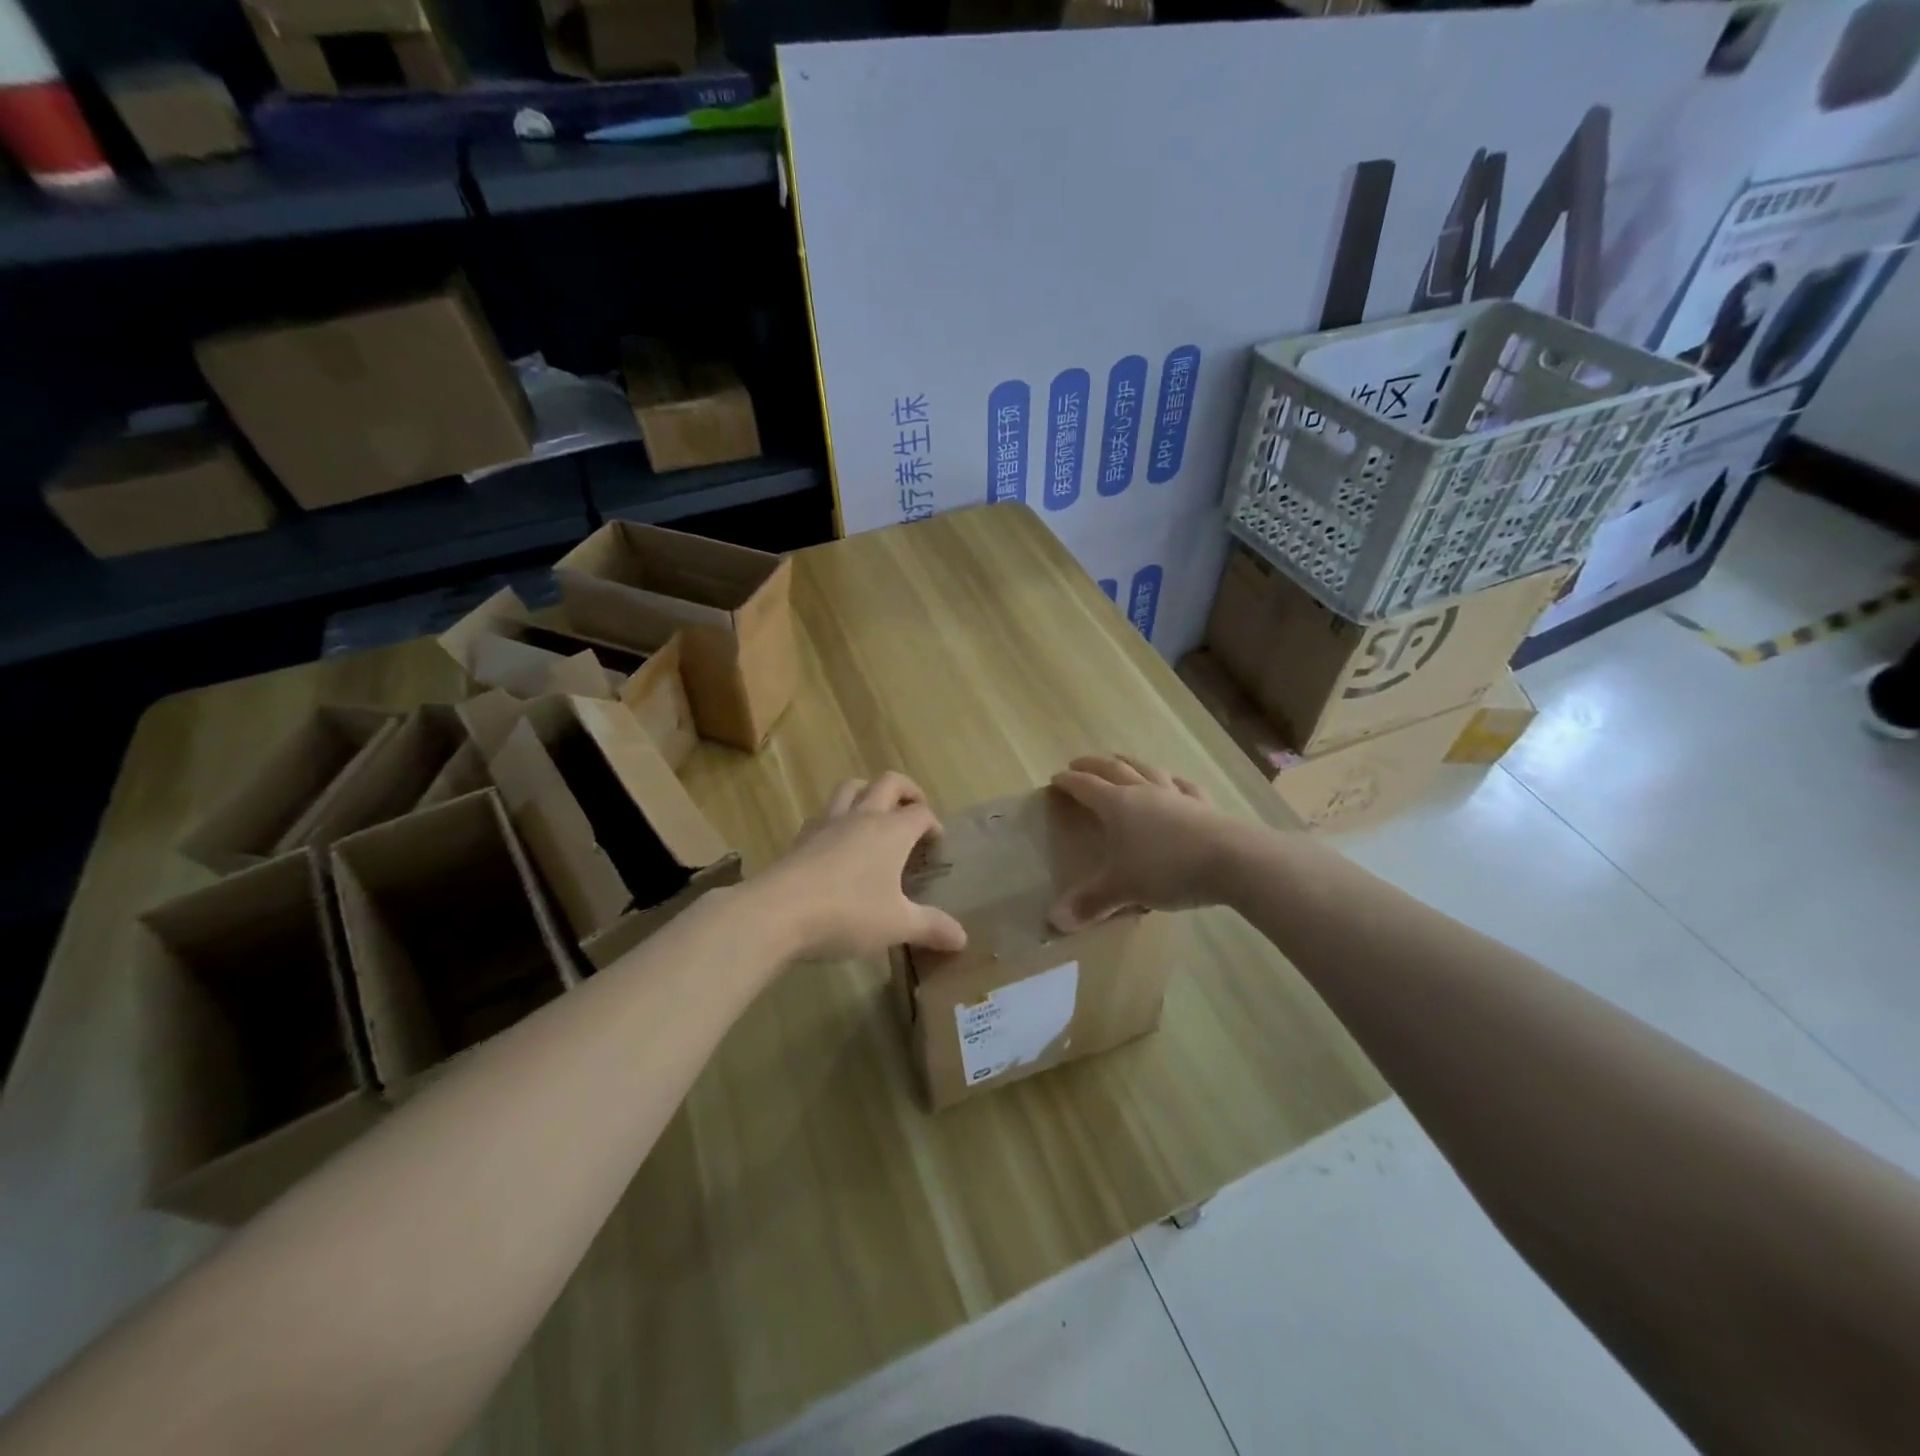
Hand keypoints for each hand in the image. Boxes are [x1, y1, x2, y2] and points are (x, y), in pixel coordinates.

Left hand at [760, 773, 968, 960]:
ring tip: (876, 812)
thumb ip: (931, 927)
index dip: (933, 824)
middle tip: (914, 811)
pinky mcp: (802, 836)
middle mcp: (863, 816)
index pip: (921, 813)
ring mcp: (828, 822)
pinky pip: (825, 813)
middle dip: (907, 791)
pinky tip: (837, 841)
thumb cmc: (848, 913)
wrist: (778, 911)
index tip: (936, 845)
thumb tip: (963, 938)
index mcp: (892, 831)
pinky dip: (838, 817)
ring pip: (852, 787)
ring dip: (868, 792)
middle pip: (889, 783)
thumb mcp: (897, 925)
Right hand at [1049, 755, 1236, 930]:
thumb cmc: (1166, 869)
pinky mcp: (1203, 805)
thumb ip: (1091, 902)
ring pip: (1147, 770)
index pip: (1086, 786)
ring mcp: (1175, 795)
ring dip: (1129, 763)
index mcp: (1117, 805)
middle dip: (1093, 765)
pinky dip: (1172, 782)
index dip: (1068, 782)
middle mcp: (1144, 792)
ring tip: (1120, 761)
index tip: (1055, 779)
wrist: (1231, 861)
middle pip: (1114, 769)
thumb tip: (1055, 921)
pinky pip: (1183, 787)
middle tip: (1079, 763)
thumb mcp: (1123, 888)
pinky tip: (1174, 784)